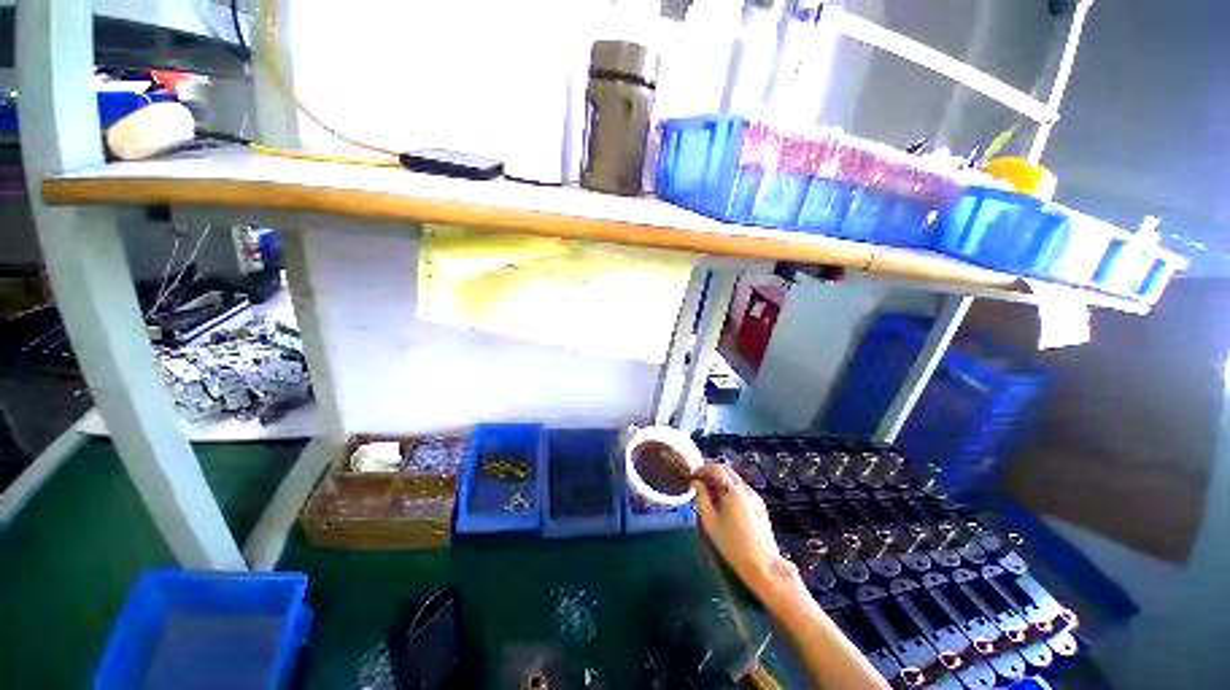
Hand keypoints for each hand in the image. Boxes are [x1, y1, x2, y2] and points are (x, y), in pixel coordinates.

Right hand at [693, 463, 799, 600]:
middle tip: (699, 482)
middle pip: (727, 470)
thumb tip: (696, 482)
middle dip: (712, 472)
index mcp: (734, 491)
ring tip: (709, 493)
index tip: (693, 475)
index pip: (717, 468)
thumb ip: (701, 498)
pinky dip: (729, 488)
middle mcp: (746, 489)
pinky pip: (741, 489)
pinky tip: (723, 503)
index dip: (703, 468)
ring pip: (734, 479)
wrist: (763, 565)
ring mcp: (755, 496)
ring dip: (721, 480)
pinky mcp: (759, 505)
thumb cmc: (733, 545)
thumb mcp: (710, 522)